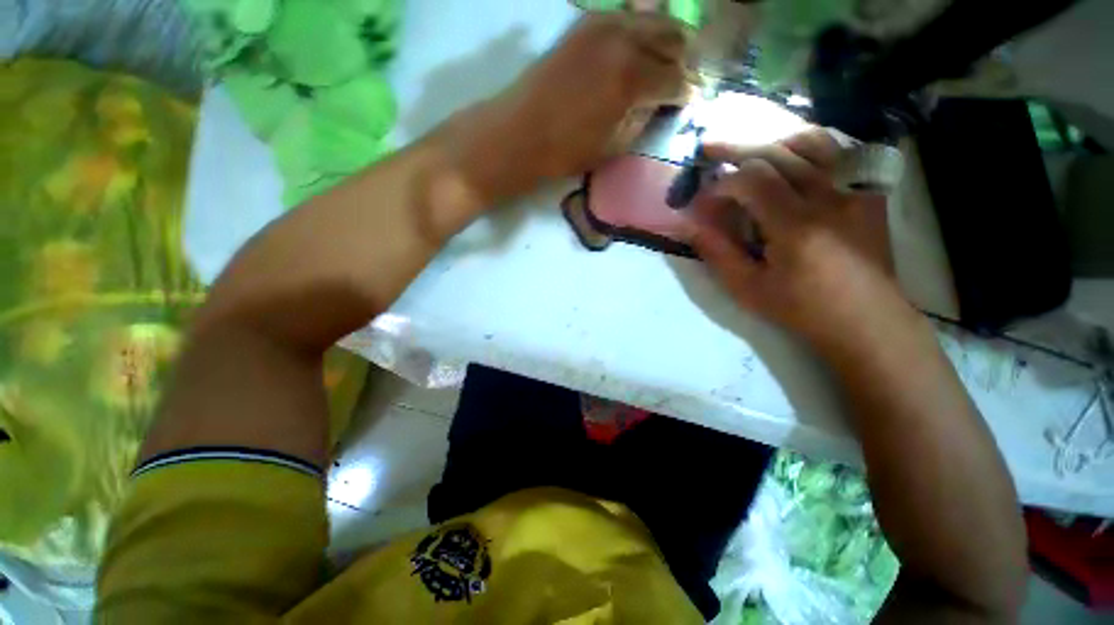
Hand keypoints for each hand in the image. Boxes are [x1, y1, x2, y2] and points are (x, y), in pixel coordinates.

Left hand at [441, 12, 689, 208]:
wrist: (519, 132)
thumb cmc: (565, 151)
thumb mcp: (612, 147)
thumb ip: (642, 121)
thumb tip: (660, 104)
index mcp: (633, 80)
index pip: (679, 79)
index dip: (688, 93)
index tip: (689, 102)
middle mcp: (624, 41)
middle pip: (674, 38)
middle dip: (682, 61)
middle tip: (678, 82)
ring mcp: (603, 25)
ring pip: (652, 20)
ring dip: (664, 42)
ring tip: (660, 66)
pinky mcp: (584, 24)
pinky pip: (625, 18)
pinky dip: (638, 33)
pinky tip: (633, 52)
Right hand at [687, 129, 908, 346]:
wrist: (866, 319)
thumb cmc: (801, 308)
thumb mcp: (748, 288)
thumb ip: (717, 253)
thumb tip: (690, 225)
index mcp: (796, 226)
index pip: (753, 181)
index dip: (721, 183)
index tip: (703, 197)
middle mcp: (829, 198)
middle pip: (779, 153)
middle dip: (738, 148)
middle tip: (709, 147)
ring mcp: (854, 190)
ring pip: (813, 142)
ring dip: (773, 140)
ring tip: (748, 148)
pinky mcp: (867, 192)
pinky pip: (838, 153)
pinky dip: (807, 147)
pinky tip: (789, 155)